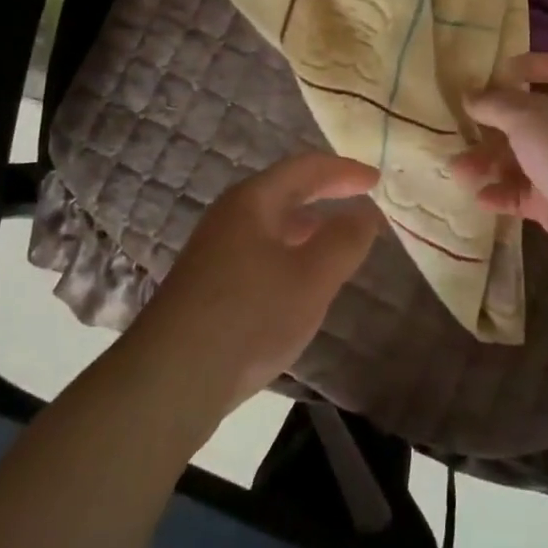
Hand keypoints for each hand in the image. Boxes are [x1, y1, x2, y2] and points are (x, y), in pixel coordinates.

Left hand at [134, 153, 381, 411]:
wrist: (171, 379)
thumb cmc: (250, 316)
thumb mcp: (311, 278)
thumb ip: (344, 241)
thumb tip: (365, 213)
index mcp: (252, 201)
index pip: (305, 168)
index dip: (344, 171)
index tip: (377, 180)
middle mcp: (230, 217)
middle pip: (284, 191)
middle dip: (325, 193)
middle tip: (361, 201)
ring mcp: (215, 252)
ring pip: (271, 225)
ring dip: (308, 226)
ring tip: (338, 240)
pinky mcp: (209, 286)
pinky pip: (260, 252)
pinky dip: (290, 253)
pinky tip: (300, 282)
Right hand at [451, 52, 547, 285]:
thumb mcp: (525, 116)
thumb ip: (493, 104)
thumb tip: (469, 94)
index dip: (533, 65)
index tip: (499, 73)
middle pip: (527, 120)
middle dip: (492, 126)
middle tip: (460, 132)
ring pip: (521, 160)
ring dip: (488, 163)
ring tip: (458, 171)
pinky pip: (523, 195)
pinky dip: (501, 195)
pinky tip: (480, 199)